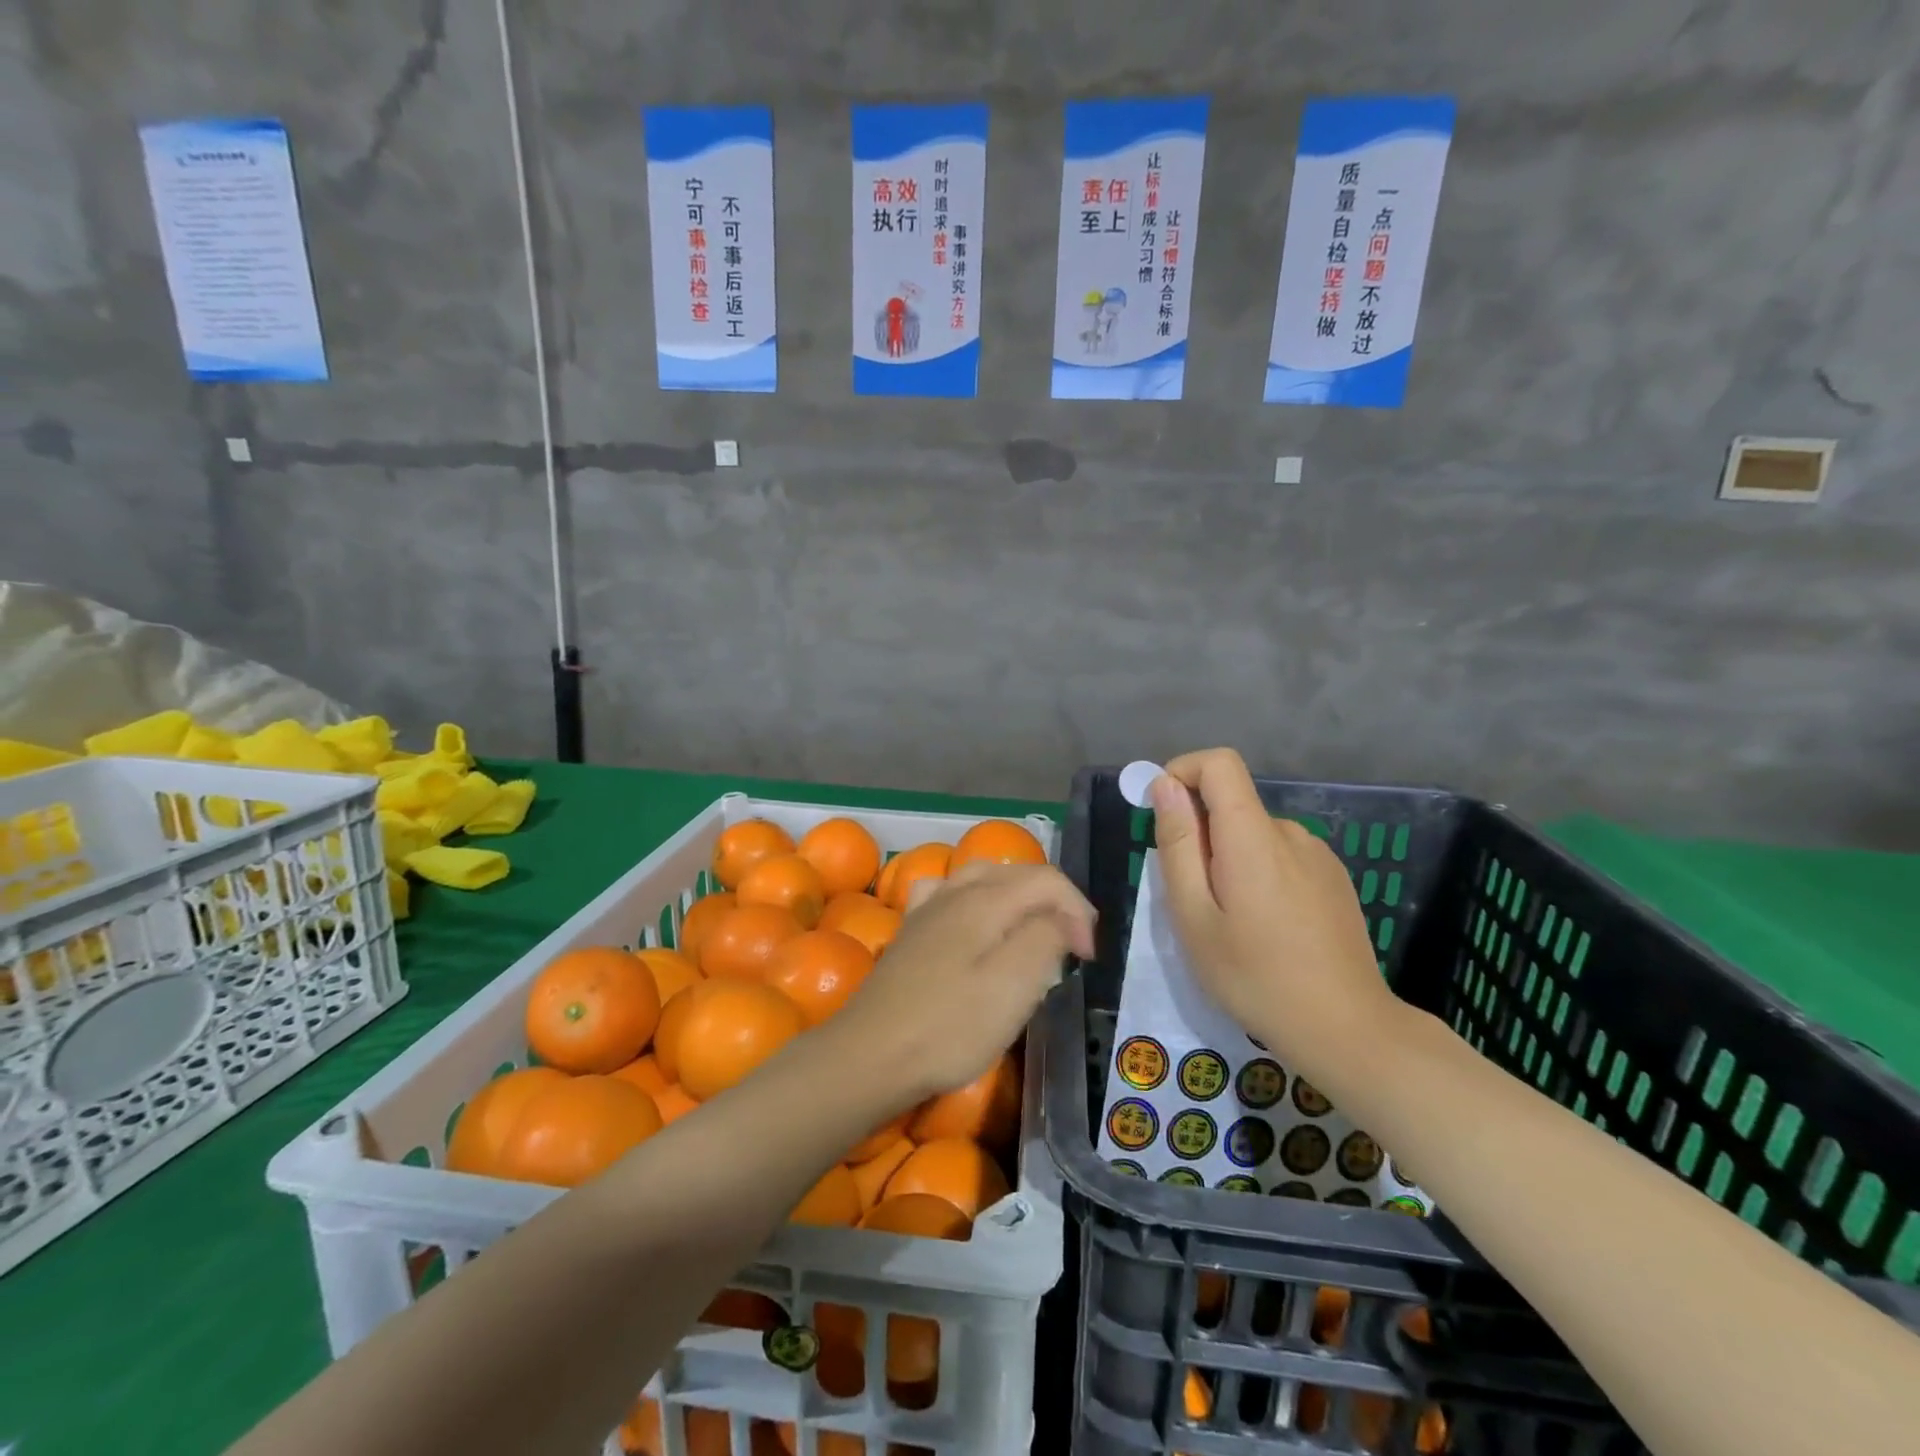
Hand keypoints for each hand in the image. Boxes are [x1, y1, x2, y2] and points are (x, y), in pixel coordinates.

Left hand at [836, 861, 1095, 1101]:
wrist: (871, 1055)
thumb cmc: (949, 1026)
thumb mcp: (1014, 986)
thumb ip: (1046, 938)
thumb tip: (1064, 919)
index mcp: (986, 899)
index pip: (1048, 880)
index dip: (1078, 912)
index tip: (1087, 959)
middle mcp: (955, 891)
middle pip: (1017, 874)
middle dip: (1054, 903)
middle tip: (1071, 948)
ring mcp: (927, 909)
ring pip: (983, 878)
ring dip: (1017, 898)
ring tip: (1031, 933)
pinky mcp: (910, 932)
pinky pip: (949, 895)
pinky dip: (975, 901)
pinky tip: (973, 925)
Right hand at [1151, 749, 1394, 1082]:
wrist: (1347, 1029)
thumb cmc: (1255, 977)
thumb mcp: (1194, 916)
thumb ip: (1178, 845)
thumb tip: (1165, 786)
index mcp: (1253, 836)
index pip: (1219, 764)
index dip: (1182, 773)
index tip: (1162, 815)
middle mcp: (1290, 832)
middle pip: (1232, 804)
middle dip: (1200, 835)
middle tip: (1193, 900)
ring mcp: (1318, 855)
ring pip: (1254, 834)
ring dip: (1229, 859)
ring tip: (1230, 922)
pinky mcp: (1334, 878)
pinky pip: (1281, 856)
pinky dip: (1258, 873)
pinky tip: (1267, 928)